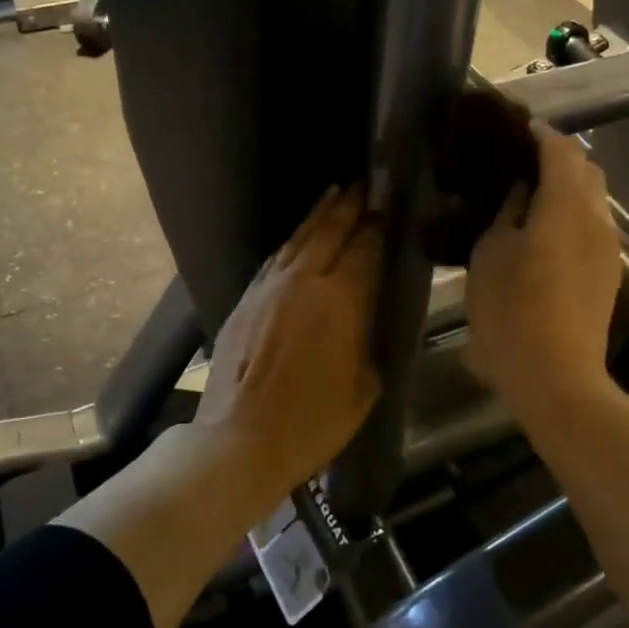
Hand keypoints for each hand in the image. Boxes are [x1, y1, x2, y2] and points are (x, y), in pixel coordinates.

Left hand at [194, 187, 383, 501]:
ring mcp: (269, 287)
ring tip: (333, 195)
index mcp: (340, 299)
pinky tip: (298, 238)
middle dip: (348, 207)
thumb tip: (373, 317)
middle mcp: (304, 280)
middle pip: (329, 231)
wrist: (239, 440)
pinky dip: (292, 243)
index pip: (364, 247)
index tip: (389, 207)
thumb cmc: (313, 421)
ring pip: (298, 239)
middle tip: (363, 187)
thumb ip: (372, 341)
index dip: (377, 225)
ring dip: (318, 215)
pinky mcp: (245, 300)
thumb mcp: (364, 386)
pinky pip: (275, 259)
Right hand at [465, 123, 621, 421]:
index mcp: (567, 205)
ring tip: (528, 196)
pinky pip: (593, 226)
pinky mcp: (608, 274)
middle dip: (557, 157)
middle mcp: (597, 218)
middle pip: (586, 170)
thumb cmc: (512, 311)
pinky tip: (544, 232)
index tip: (515, 128)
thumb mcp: (492, 253)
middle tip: (519, 162)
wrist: (556, 378)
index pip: (561, 149)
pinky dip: (572, 214)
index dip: (539, 134)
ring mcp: (608, 248)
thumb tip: (519, 188)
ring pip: (593, 199)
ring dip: (566, 188)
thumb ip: (507, 211)